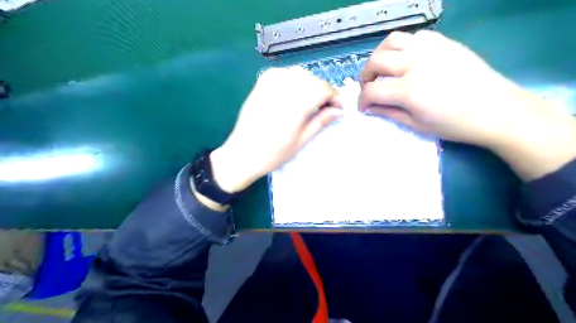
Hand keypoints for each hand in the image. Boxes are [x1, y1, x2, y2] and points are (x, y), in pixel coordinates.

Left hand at [210, 66, 337, 193]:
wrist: (242, 153)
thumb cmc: (273, 154)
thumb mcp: (301, 141)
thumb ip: (320, 121)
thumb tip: (338, 110)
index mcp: (293, 107)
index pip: (322, 89)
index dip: (334, 97)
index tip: (337, 108)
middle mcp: (281, 90)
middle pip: (312, 79)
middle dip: (323, 91)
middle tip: (325, 107)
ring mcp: (268, 84)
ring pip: (299, 73)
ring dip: (309, 84)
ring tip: (309, 102)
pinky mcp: (260, 83)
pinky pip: (283, 73)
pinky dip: (293, 80)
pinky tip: (293, 93)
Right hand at [358, 30, 575, 179]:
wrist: (497, 111)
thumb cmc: (455, 125)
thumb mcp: (417, 124)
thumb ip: (389, 112)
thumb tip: (370, 108)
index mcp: (409, 90)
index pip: (372, 91)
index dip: (362, 101)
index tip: (362, 107)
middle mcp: (416, 63)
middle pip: (377, 61)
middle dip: (365, 75)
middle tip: (368, 86)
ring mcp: (431, 49)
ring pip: (393, 40)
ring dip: (380, 54)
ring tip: (382, 68)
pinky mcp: (444, 42)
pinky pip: (415, 36)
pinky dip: (403, 46)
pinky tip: (406, 60)